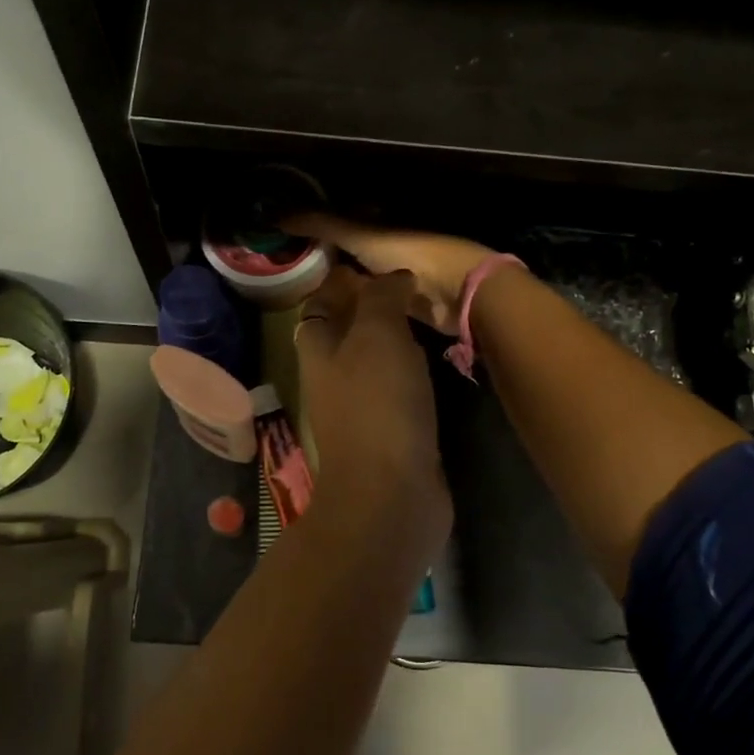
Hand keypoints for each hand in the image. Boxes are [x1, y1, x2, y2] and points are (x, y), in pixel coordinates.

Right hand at [286, 215, 494, 335]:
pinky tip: (328, 317)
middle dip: (322, 261)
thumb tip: (273, 215)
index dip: (312, 229)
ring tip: (300, 297)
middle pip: (347, 253)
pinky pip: (367, 305)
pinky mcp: (400, 305)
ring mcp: (393, 277)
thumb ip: (320, 225)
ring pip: (356, 279)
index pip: (338, 223)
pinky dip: (351, 308)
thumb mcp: (359, 234)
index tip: (281, 239)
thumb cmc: (409, 252)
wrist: (456, 290)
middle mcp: (385, 248)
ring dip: (336, 287)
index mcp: (378, 224)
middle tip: (286, 272)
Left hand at [294, 265, 452, 569]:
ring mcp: (359, 407)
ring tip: (428, 313)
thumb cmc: (378, 403)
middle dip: (372, 306)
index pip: (320, 302)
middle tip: (412, 285)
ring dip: (394, 338)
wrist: (391, 492)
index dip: (342, 280)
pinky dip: (410, 371)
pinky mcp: (388, 432)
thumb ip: (382, 297)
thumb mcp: (378, 333)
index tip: (376, 262)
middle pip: (346, 330)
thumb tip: (392, 276)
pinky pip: (396, 389)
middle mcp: (332, 376)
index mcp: (318, 348)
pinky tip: (436, 360)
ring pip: (373, 360)